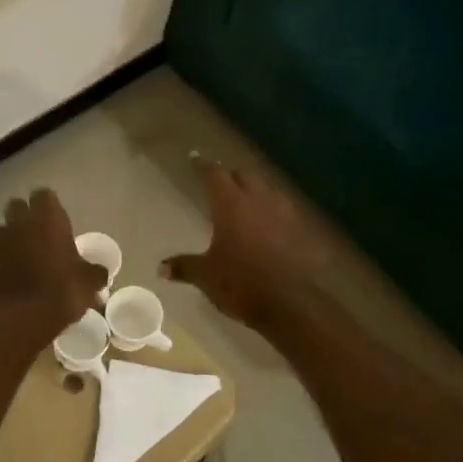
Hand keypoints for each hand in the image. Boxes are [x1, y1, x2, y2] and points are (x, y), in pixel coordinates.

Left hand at [0, 189, 106, 340]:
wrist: (20, 319)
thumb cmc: (62, 292)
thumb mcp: (90, 283)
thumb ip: (94, 272)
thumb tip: (99, 272)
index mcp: (47, 219)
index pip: (44, 195)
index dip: (48, 206)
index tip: (56, 221)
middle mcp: (17, 224)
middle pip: (16, 207)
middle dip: (24, 218)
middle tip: (37, 237)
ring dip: (9, 241)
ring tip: (21, 261)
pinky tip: (7, 283)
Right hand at [160, 157, 341, 329]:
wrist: (290, 303)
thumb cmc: (240, 282)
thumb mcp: (206, 275)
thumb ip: (184, 266)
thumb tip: (161, 268)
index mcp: (231, 205)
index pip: (215, 175)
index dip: (204, 166)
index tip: (195, 158)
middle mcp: (258, 201)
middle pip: (245, 175)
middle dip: (231, 175)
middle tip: (220, 179)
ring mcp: (284, 214)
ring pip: (268, 190)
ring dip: (255, 189)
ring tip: (245, 197)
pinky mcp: (301, 231)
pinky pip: (284, 211)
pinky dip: (273, 210)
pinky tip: (269, 222)